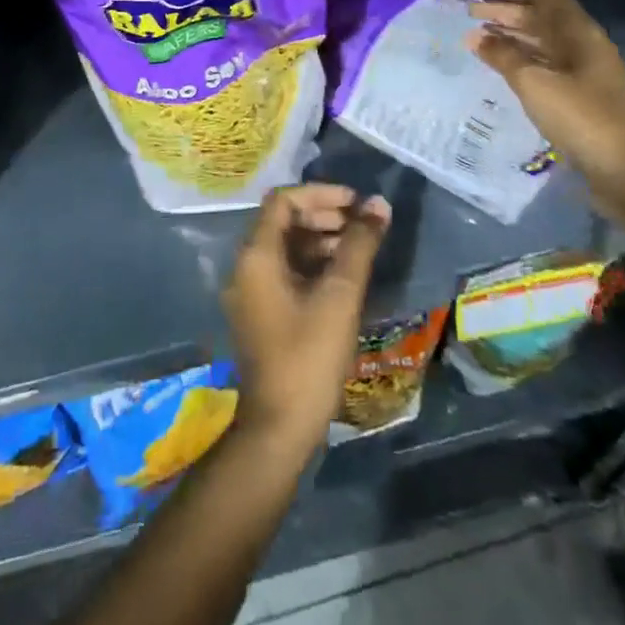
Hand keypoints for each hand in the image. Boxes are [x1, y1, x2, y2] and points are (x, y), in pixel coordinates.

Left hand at [222, 184, 389, 459]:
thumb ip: (359, 245)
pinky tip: (343, 277)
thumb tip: (378, 204)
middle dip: (323, 215)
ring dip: (320, 240)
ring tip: (358, 249)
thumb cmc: (309, 357)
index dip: (320, 194)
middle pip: (283, 221)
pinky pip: (284, 271)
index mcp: (256, 255)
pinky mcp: (261, 312)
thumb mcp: (340, 296)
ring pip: (286, 247)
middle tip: (362, 225)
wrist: (279, 430)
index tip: (356, 204)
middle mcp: (246, 266)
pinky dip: (312, 264)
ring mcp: (250, 291)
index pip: (283, 201)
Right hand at [467, 0, 624, 238]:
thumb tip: (474, 35)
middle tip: (468, 11)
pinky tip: (498, 64)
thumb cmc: (582, 118)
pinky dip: (519, 55)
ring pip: (542, 38)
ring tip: (477, 35)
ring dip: (510, 31)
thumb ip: (503, 55)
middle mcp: (583, 43)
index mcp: (578, 31)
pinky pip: (544, 61)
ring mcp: (583, 69)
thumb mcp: (535, 83)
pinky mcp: (580, 93)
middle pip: (541, 13)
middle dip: (505, 7)